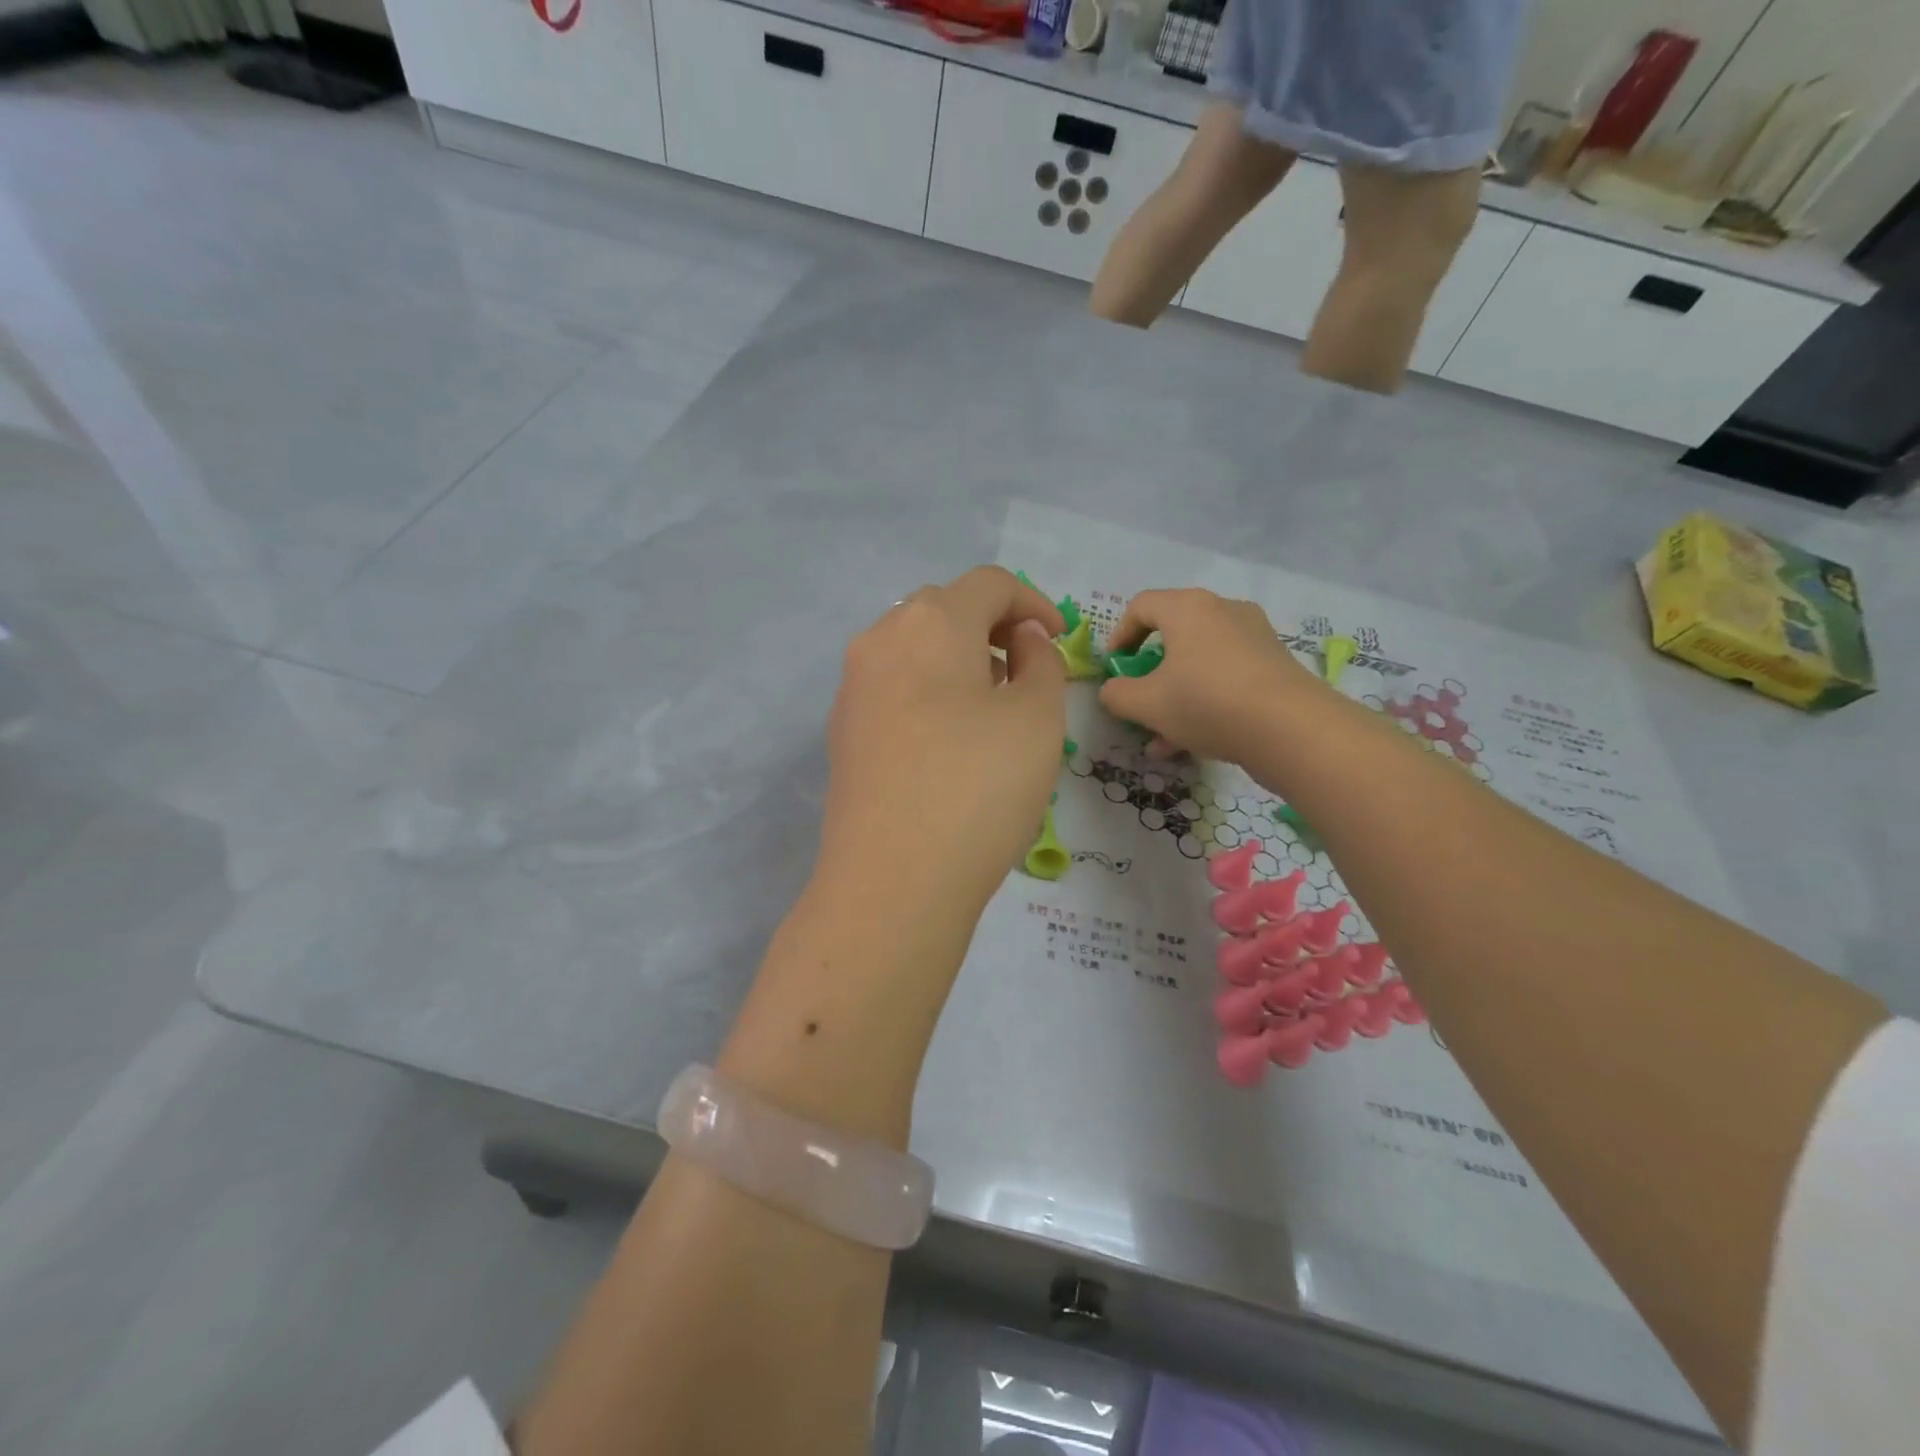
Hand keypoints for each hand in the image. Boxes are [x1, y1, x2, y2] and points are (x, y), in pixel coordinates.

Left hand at [818, 567, 1066, 916]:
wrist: (892, 882)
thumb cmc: (977, 788)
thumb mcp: (1036, 719)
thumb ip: (1040, 662)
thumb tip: (1021, 639)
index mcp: (930, 623)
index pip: (989, 584)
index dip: (1033, 602)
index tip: (1060, 639)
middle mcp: (880, 640)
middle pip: (944, 608)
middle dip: (992, 626)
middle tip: (1027, 669)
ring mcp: (853, 687)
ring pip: (914, 647)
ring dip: (958, 658)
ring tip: (991, 704)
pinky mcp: (843, 730)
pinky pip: (893, 687)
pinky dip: (928, 690)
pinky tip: (948, 738)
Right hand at [1098, 589, 1323, 763]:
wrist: (1291, 729)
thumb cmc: (1207, 703)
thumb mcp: (1147, 704)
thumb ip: (1117, 694)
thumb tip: (1112, 690)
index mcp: (1188, 608)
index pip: (1141, 606)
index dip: (1119, 636)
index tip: (1115, 668)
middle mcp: (1223, 611)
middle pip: (1173, 635)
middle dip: (1149, 673)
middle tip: (1139, 700)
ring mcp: (1253, 637)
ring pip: (1199, 662)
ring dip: (1174, 695)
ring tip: (1161, 737)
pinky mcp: (1274, 665)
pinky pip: (1225, 676)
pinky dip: (1204, 700)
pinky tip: (1192, 742)